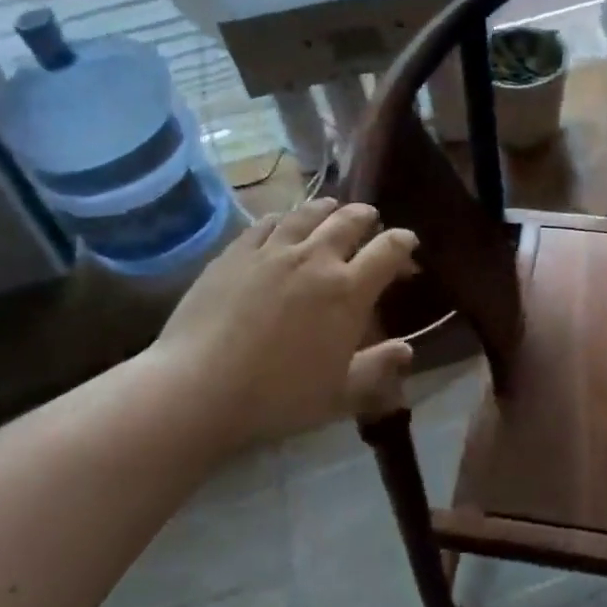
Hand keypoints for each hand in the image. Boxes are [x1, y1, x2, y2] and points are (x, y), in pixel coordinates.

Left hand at [144, 199, 418, 452]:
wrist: (197, 389)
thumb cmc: (277, 397)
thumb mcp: (339, 394)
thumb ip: (378, 368)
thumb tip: (407, 350)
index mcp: (349, 290)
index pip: (389, 249)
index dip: (404, 243)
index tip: (408, 246)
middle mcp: (316, 258)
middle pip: (350, 220)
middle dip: (367, 218)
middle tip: (371, 223)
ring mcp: (273, 251)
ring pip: (309, 213)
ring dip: (328, 210)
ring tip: (332, 211)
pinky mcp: (235, 252)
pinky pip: (267, 222)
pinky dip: (285, 218)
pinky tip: (283, 224)